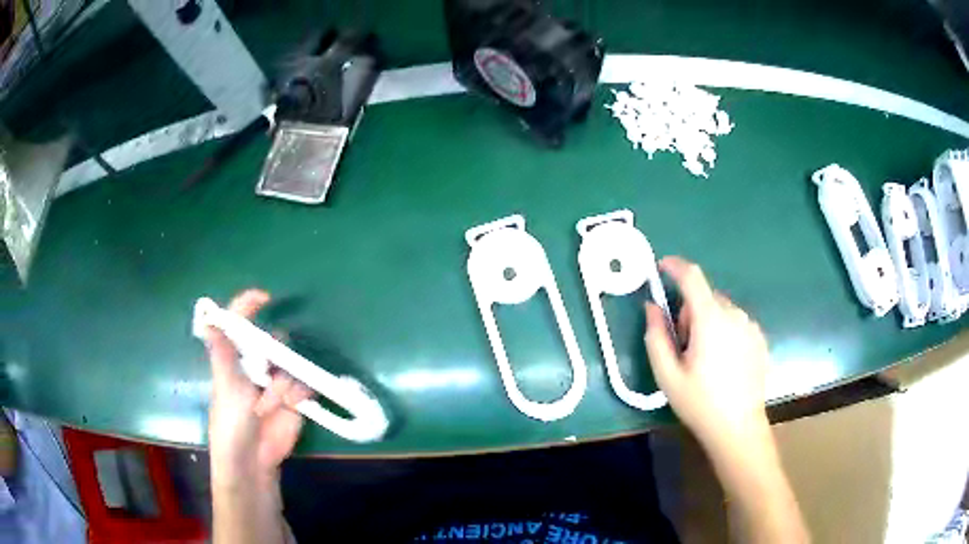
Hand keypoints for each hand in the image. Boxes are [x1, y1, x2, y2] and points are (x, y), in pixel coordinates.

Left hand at [202, 289, 312, 486]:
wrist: (254, 461)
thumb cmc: (230, 423)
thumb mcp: (225, 387)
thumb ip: (222, 352)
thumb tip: (208, 317)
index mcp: (234, 359)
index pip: (239, 324)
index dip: (248, 306)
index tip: (264, 297)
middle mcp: (256, 366)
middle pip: (272, 340)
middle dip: (274, 353)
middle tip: (266, 375)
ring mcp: (278, 383)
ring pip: (291, 362)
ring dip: (284, 382)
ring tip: (273, 404)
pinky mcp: (296, 399)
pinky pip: (306, 383)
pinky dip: (300, 393)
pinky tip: (290, 407)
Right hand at [644, 257, 769, 451]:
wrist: (738, 428)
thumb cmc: (699, 403)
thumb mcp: (667, 374)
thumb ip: (656, 335)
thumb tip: (652, 307)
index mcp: (710, 319)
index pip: (692, 277)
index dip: (674, 266)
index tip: (661, 267)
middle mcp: (734, 314)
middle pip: (705, 297)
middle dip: (690, 313)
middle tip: (684, 347)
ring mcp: (750, 326)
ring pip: (721, 310)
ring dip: (708, 323)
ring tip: (706, 360)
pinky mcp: (760, 338)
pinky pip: (736, 323)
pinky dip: (725, 332)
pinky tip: (725, 364)